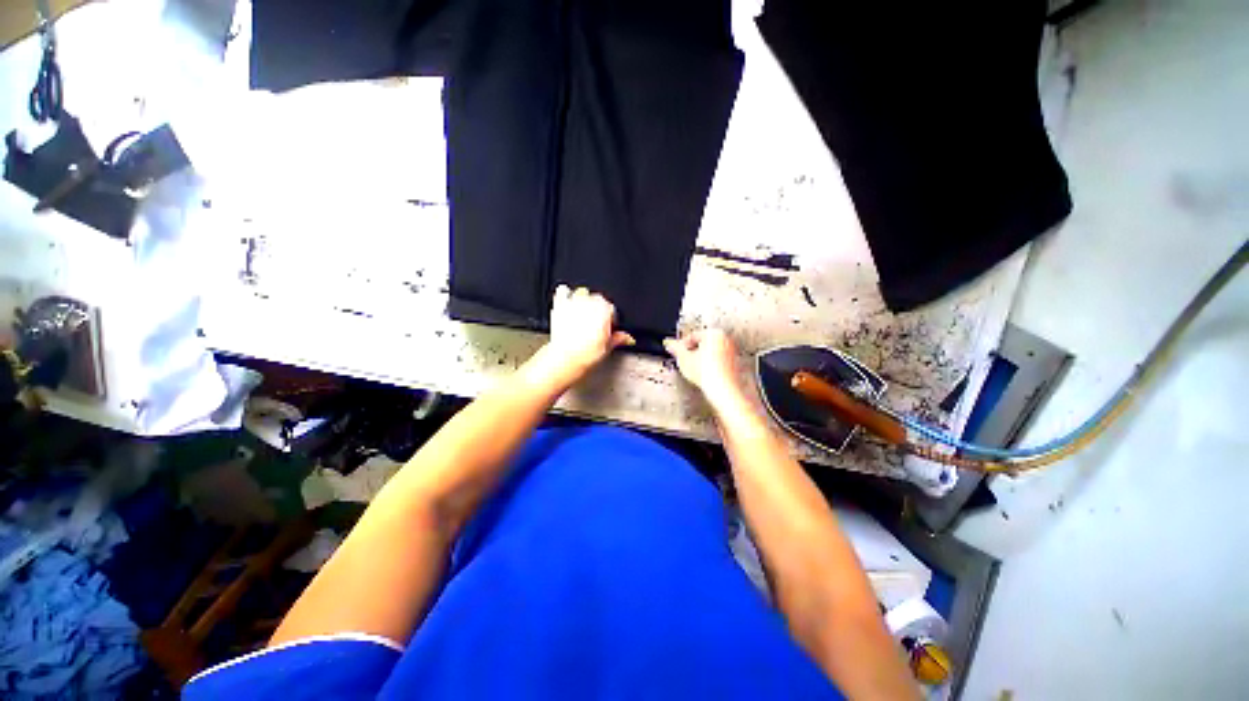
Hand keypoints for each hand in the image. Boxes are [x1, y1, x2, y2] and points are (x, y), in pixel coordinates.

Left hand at [545, 285, 634, 377]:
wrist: (566, 357)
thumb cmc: (586, 353)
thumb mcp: (607, 347)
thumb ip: (618, 338)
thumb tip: (628, 338)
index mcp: (605, 310)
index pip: (612, 309)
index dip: (611, 318)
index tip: (608, 326)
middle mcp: (590, 303)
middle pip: (598, 299)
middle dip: (598, 308)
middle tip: (596, 322)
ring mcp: (574, 302)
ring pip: (583, 292)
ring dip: (584, 300)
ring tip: (583, 312)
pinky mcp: (560, 305)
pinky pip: (563, 291)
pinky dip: (565, 294)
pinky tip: (568, 302)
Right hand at [663, 329, 743, 407]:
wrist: (722, 390)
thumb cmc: (706, 373)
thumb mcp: (684, 359)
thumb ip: (675, 349)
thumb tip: (670, 344)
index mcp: (713, 333)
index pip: (692, 336)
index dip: (682, 345)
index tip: (677, 352)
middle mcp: (725, 340)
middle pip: (702, 343)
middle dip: (692, 351)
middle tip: (684, 360)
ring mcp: (731, 352)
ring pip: (710, 352)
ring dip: (700, 358)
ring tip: (693, 368)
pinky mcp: (733, 364)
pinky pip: (717, 361)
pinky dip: (709, 365)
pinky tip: (703, 374)